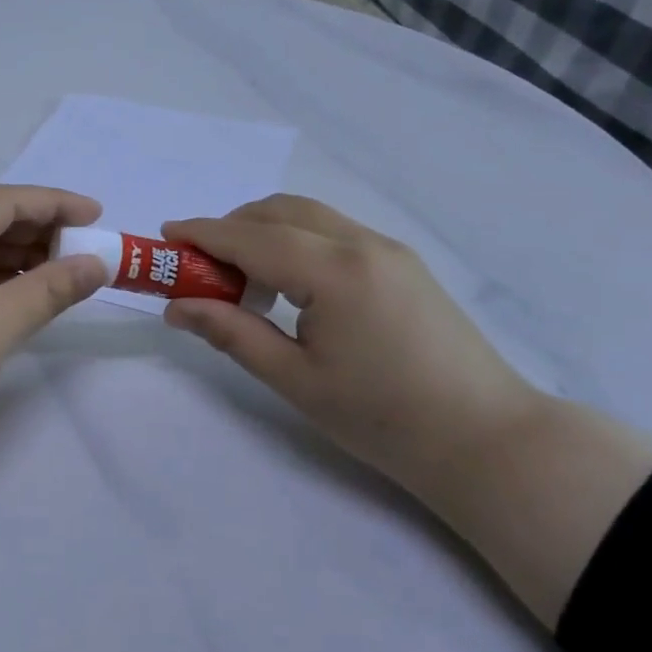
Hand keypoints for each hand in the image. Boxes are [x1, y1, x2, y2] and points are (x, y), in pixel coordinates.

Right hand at [163, 195, 651, 624]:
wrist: (486, 439)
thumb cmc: (382, 418)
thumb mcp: (295, 380)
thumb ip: (231, 333)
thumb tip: (176, 307)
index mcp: (333, 272)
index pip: (251, 237)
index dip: (203, 233)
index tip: (165, 235)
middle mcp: (362, 244)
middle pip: (280, 211)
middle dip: (232, 227)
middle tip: (201, 266)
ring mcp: (388, 249)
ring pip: (309, 216)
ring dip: (265, 231)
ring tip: (243, 280)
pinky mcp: (403, 263)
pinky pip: (334, 232)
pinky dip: (297, 242)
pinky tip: (290, 286)